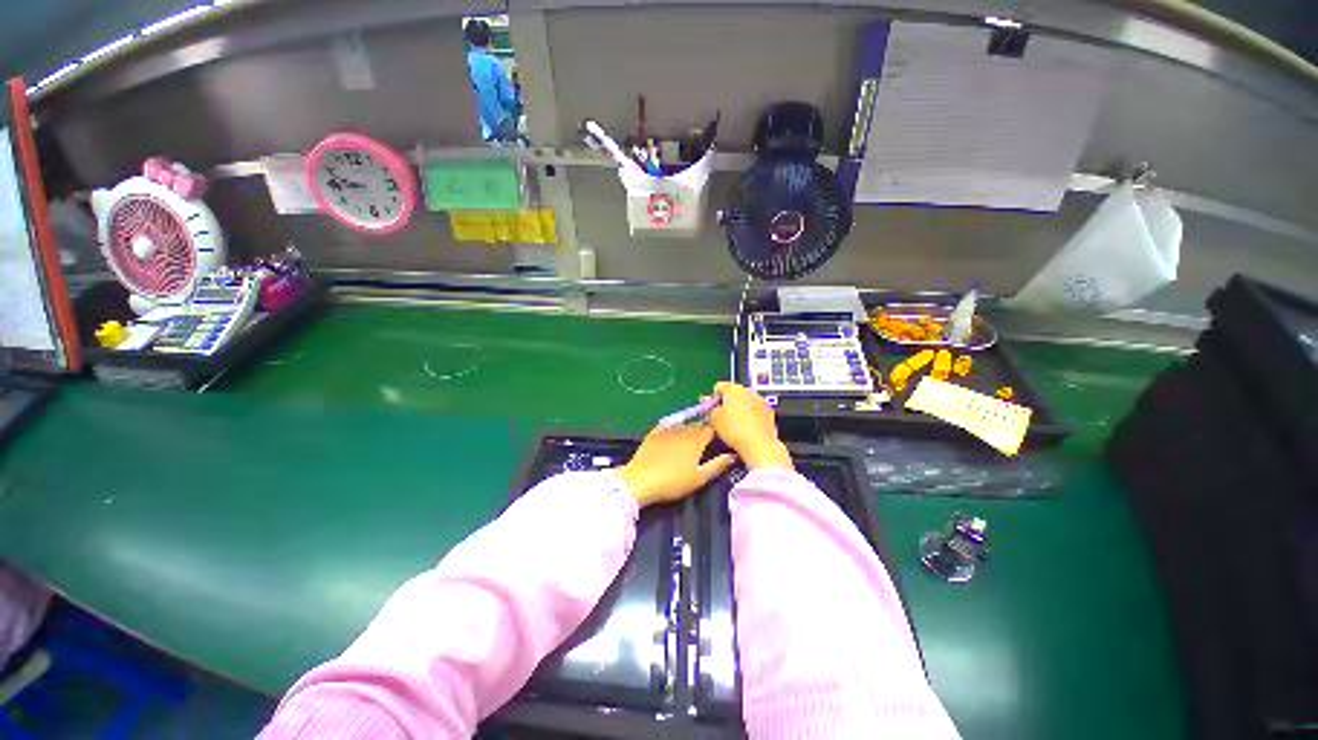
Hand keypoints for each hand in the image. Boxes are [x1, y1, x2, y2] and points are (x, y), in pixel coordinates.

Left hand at [618, 425, 734, 507]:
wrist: (641, 480)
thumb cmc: (673, 482)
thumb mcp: (699, 478)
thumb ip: (717, 465)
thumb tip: (732, 456)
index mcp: (697, 440)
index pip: (712, 428)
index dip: (716, 433)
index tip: (718, 441)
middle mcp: (684, 430)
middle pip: (698, 425)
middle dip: (703, 430)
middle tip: (704, 442)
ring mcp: (668, 429)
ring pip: (684, 424)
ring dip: (689, 428)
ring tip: (689, 440)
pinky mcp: (654, 432)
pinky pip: (669, 425)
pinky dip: (674, 428)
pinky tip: (674, 435)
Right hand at [709, 382, 792, 470]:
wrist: (759, 444)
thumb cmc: (733, 430)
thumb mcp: (715, 420)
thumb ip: (712, 410)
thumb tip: (715, 408)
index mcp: (733, 389)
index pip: (719, 386)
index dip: (714, 396)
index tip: (713, 407)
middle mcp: (747, 390)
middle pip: (734, 392)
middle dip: (729, 401)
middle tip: (725, 415)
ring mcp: (760, 399)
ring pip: (746, 399)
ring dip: (741, 407)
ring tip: (738, 422)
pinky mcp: (769, 409)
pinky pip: (756, 408)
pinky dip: (752, 413)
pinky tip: (749, 425)